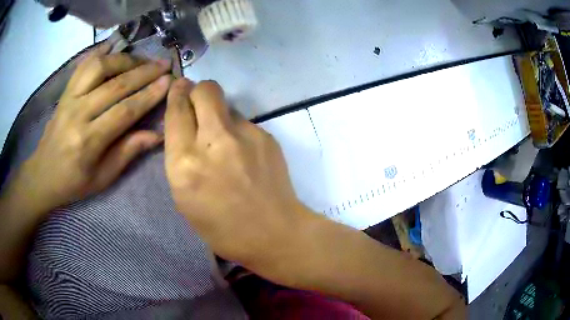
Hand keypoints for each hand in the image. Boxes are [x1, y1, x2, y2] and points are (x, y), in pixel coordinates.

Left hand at [13, 43, 171, 213]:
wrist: (43, 174)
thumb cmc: (73, 182)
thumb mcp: (102, 178)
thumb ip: (128, 152)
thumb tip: (157, 134)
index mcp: (88, 142)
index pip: (124, 111)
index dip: (149, 95)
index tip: (168, 81)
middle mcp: (78, 114)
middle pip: (115, 85)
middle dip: (144, 72)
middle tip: (164, 64)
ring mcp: (69, 99)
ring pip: (100, 67)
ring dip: (125, 60)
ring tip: (141, 60)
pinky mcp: (65, 92)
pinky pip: (83, 65)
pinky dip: (100, 52)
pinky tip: (114, 48)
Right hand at [164, 79, 312, 281]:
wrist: (275, 233)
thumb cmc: (222, 228)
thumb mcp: (184, 198)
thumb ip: (180, 157)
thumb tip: (185, 126)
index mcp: (185, 163)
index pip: (176, 111)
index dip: (176, 94)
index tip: (178, 86)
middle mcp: (213, 141)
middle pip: (205, 90)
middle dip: (197, 90)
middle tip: (197, 102)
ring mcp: (245, 136)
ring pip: (226, 104)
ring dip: (218, 114)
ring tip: (224, 141)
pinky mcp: (266, 136)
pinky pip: (244, 122)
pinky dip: (237, 131)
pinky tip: (244, 154)